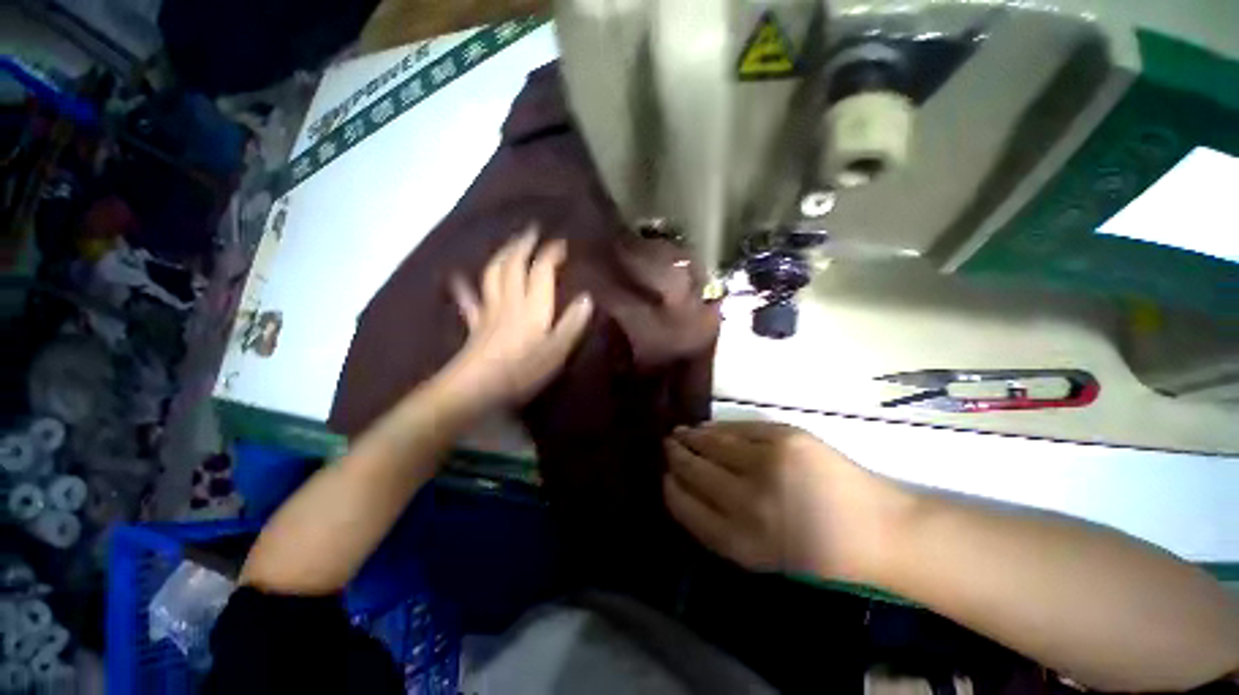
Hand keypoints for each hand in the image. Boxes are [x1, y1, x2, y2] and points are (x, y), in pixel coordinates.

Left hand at [446, 226, 592, 408]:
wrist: (478, 387)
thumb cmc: (523, 369)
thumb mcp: (557, 350)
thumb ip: (572, 323)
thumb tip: (587, 298)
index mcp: (533, 306)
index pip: (541, 270)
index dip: (550, 253)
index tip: (561, 242)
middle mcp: (510, 300)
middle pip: (513, 265)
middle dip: (523, 244)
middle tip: (531, 230)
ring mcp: (490, 311)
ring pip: (493, 275)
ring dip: (501, 256)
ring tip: (507, 245)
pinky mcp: (476, 324)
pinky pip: (469, 300)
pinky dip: (463, 287)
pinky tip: (457, 278)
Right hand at [663, 421, 897, 580]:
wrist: (877, 530)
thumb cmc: (816, 551)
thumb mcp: (760, 554)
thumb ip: (717, 526)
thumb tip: (684, 487)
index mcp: (741, 541)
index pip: (686, 507)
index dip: (670, 488)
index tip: (664, 476)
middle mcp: (748, 502)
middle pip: (695, 471)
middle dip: (675, 456)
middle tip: (666, 445)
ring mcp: (766, 465)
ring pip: (712, 445)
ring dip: (691, 438)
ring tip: (680, 433)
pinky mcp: (783, 438)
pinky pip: (736, 429)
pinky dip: (716, 428)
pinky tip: (706, 428)